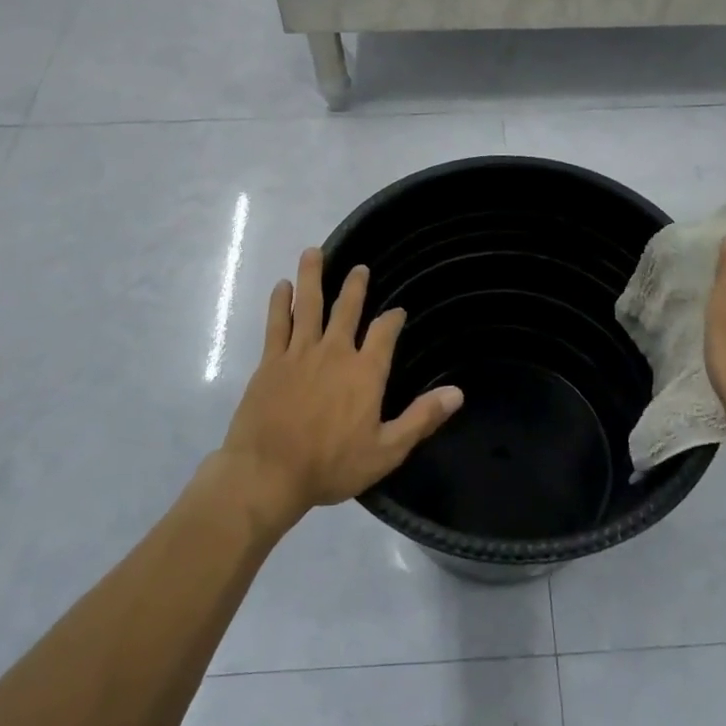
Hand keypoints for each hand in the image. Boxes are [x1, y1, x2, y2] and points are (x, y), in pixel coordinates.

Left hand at [218, 248, 462, 528]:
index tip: (397, 311)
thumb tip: (457, 393)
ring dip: (312, 276)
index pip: (384, 333)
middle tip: (359, 268)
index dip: (392, 319)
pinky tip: (282, 285)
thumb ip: (421, 418)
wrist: (268, 473)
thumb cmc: (330, 465)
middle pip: (346, 309)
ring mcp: (300, 353)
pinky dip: (280, 302)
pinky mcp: (271, 361)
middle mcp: (335, 352)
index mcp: (365, 372)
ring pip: (308, 305)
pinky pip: (277, 323)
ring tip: (313, 251)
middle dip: (355, 286)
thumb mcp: (386, 450)